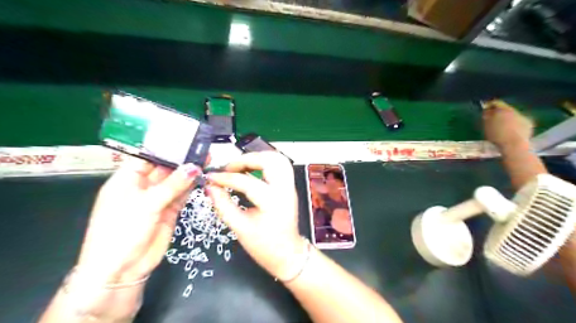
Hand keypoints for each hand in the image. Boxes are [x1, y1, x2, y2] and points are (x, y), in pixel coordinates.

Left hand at [76, 158, 201, 283]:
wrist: (122, 269)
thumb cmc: (122, 231)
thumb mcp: (146, 204)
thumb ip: (173, 185)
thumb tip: (194, 167)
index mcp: (126, 180)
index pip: (146, 157)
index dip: (164, 148)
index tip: (184, 139)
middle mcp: (143, 187)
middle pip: (164, 168)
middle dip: (181, 159)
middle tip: (202, 148)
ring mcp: (158, 199)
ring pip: (176, 181)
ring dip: (190, 172)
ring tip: (207, 159)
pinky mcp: (170, 210)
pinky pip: (182, 194)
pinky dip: (192, 186)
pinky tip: (203, 176)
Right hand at [203, 153, 302, 277]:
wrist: (287, 254)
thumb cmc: (265, 246)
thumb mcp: (240, 228)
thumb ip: (223, 205)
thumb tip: (210, 187)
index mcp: (273, 202)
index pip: (246, 182)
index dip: (225, 178)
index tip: (211, 177)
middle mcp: (285, 190)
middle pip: (270, 160)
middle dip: (246, 159)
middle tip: (229, 168)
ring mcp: (290, 187)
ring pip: (278, 159)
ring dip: (257, 158)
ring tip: (240, 166)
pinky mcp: (290, 187)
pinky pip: (280, 166)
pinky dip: (264, 162)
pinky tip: (251, 170)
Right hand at [480, 100, 532, 148]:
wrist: (514, 145)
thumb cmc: (497, 136)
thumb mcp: (487, 126)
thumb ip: (487, 117)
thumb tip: (487, 111)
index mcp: (503, 110)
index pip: (496, 103)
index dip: (489, 105)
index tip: (485, 110)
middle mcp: (515, 111)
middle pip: (506, 109)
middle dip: (499, 113)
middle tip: (492, 119)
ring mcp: (523, 117)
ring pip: (513, 115)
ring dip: (507, 119)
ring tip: (502, 127)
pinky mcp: (529, 124)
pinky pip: (520, 122)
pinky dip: (515, 125)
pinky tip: (511, 132)